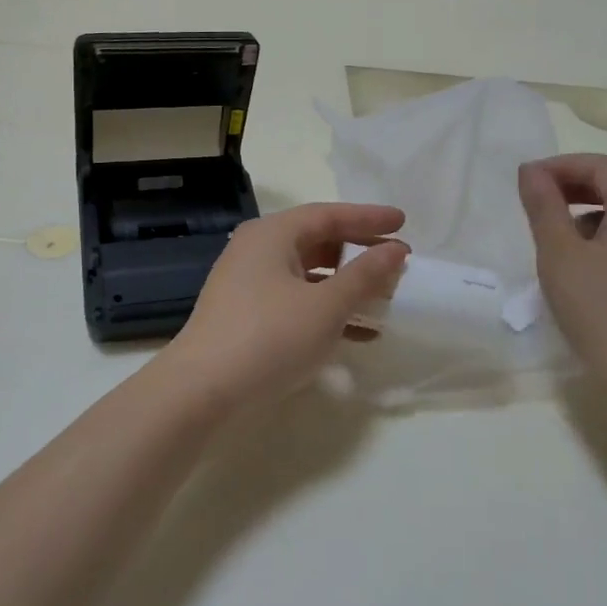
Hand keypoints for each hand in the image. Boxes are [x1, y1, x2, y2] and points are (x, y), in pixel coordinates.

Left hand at [160, 204, 409, 410]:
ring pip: (308, 273)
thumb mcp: (326, 306)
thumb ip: (364, 276)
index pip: (329, 214)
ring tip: (384, 298)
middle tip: (396, 261)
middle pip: (317, 240)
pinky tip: (358, 334)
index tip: (404, 222)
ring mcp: (248, 283)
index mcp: (272, 234)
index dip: (369, 218)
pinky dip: (326, 309)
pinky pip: (296, 299)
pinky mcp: (246, 315)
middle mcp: (257, 249)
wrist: (202, 391)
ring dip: (346, 285)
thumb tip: (394, 250)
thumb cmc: (270, 337)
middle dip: (359, 252)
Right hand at [518, 155, 606, 401]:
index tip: (529, 180)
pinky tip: (583, 263)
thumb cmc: (599, 308)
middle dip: (576, 184)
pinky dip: (606, 234)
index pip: (603, 166)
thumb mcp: (559, 253)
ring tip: (555, 231)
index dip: (563, 164)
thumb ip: (544, 206)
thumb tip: (531, 171)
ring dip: (590, 209)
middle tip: (538, 198)